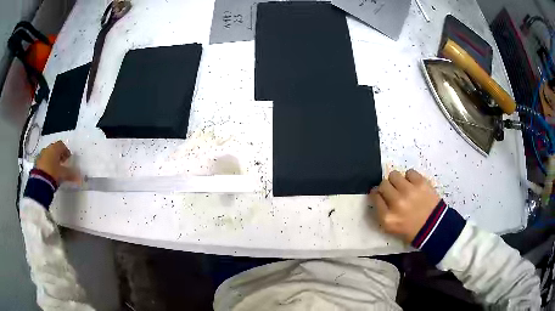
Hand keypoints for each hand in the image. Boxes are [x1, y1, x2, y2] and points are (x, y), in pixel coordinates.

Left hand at [35, 141, 80, 184]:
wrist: (39, 182)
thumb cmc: (53, 173)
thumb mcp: (63, 174)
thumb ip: (71, 174)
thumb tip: (80, 178)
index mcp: (55, 148)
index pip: (62, 145)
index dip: (66, 151)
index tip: (68, 158)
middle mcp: (48, 149)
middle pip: (54, 149)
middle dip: (58, 155)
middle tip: (62, 163)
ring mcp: (41, 155)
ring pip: (48, 155)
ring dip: (52, 159)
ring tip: (55, 169)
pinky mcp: (37, 163)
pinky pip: (43, 161)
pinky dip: (47, 164)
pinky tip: (49, 172)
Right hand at [369, 169, 439, 243]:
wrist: (435, 227)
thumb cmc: (412, 230)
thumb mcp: (391, 227)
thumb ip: (382, 212)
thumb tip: (377, 195)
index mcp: (387, 217)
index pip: (374, 197)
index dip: (377, 194)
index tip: (381, 195)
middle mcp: (396, 203)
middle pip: (383, 184)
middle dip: (386, 188)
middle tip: (393, 192)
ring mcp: (409, 191)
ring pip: (394, 175)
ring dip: (397, 180)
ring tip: (403, 186)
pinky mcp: (420, 183)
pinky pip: (409, 172)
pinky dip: (410, 177)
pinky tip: (414, 185)